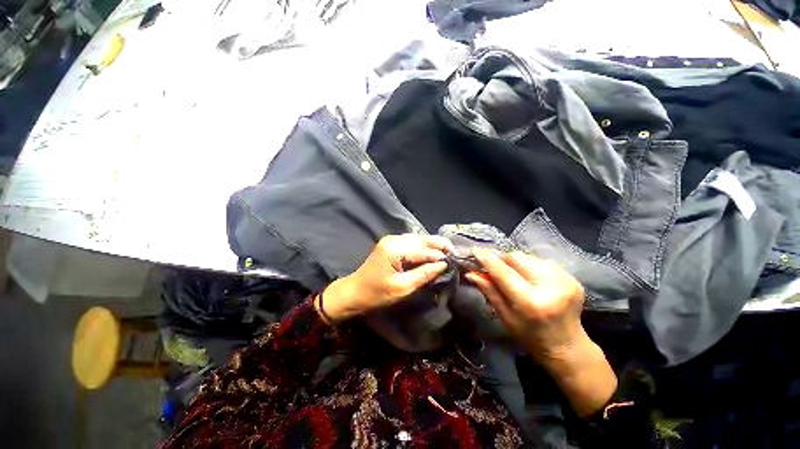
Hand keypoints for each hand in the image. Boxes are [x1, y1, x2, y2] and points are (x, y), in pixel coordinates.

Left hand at [319, 234, 452, 322]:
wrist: (354, 292)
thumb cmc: (376, 294)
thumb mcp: (402, 287)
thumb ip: (424, 274)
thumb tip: (443, 265)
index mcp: (395, 249)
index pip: (424, 250)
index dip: (440, 256)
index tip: (455, 261)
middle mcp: (394, 239)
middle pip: (422, 239)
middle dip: (439, 245)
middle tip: (454, 253)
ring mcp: (391, 239)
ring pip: (418, 238)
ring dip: (432, 244)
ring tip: (447, 252)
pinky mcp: (390, 243)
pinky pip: (411, 241)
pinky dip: (423, 246)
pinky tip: (431, 251)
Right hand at [466, 250, 616, 415]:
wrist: (568, 347)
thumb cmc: (530, 336)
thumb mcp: (505, 316)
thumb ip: (489, 291)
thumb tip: (471, 273)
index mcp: (531, 302)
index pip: (503, 272)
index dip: (488, 259)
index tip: (475, 251)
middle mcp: (550, 286)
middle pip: (516, 257)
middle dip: (502, 260)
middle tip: (495, 269)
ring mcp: (564, 280)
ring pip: (528, 257)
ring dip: (516, 263)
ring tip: (515, 276)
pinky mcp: (571, 277)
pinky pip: (541, 261)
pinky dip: (530, 266)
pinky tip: (530, 279)